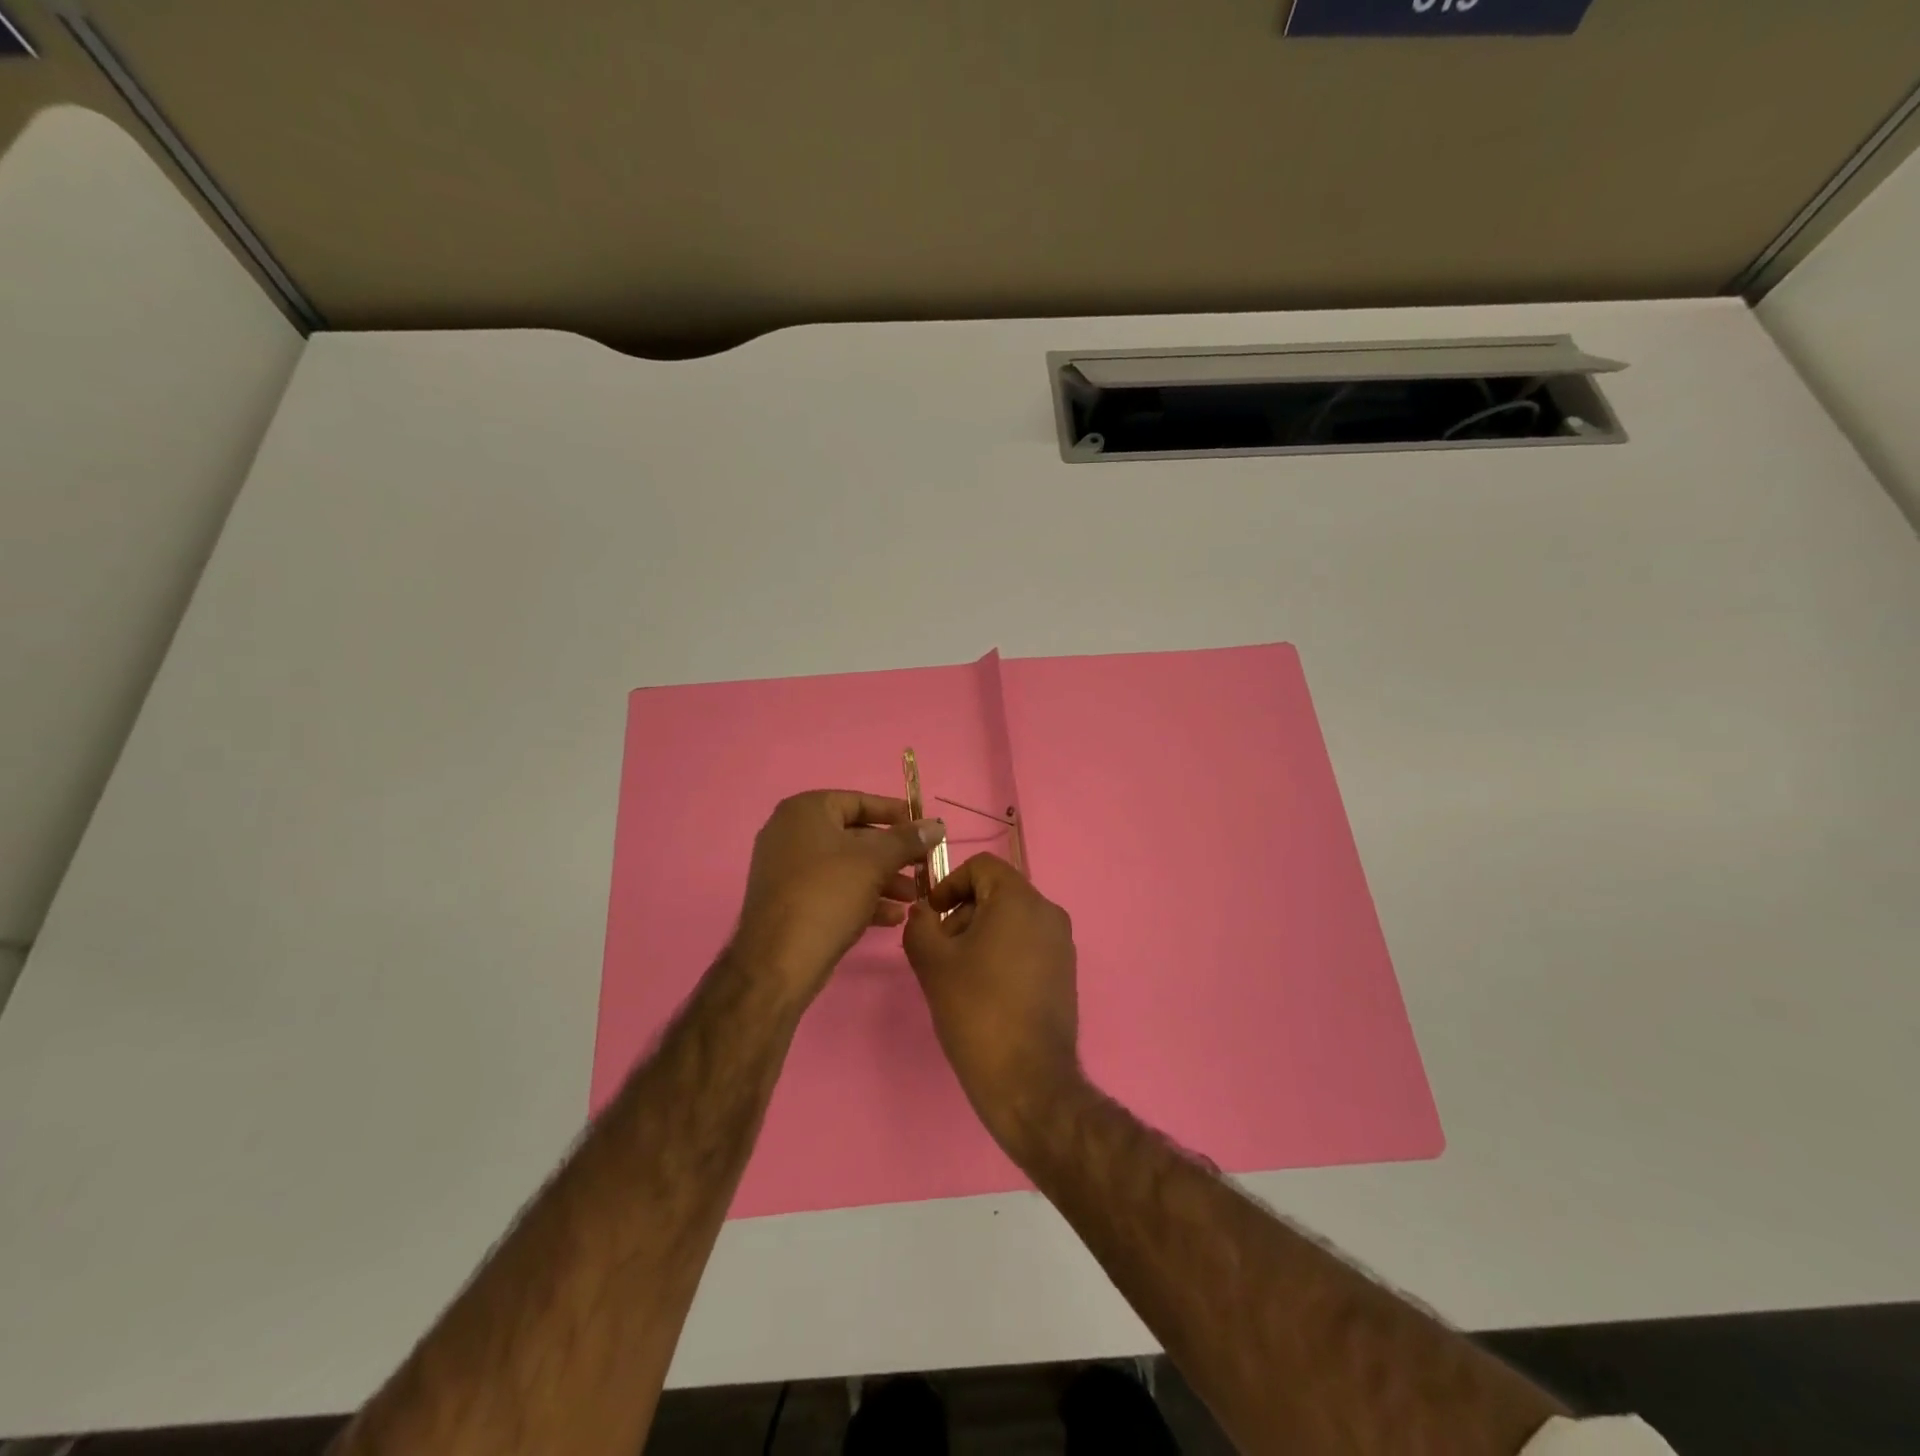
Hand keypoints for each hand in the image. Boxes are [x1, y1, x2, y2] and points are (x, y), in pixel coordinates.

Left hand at [734, 791, 944, 1009]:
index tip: (923, 828)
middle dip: (893, 854)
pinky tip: (892, 917)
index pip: (858, 801)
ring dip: (883, 879)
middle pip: (854, 836)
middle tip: (923, 866)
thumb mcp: (874, 862)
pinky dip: (861, 898)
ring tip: (915, 896)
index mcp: (805, 811)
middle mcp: (790, 833)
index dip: (894, 814)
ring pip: (846, 866)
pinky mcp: (790, 901)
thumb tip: (936, 825)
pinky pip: (832, 890)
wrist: (778, 961)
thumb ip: (907, 840)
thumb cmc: (827, 895)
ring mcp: (787, 869)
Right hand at [903, 853, 1085, 1155]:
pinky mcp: (1066, 971)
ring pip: (1013, 919)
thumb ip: (920, 925)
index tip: (931, 915)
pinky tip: (985, 990)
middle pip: (998, 891)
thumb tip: (924, 912)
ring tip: (960, 974)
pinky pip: (1029, 943)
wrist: (1028, 1079)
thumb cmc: (976, 1010)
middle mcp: (1048, 912)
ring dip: (981, 933)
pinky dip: (1003, 951)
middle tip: (940, 950)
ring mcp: (1062, 943)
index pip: (982, 866)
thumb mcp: (933, 963)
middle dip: (963, 912)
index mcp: (1019, 899)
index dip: (950, 883)